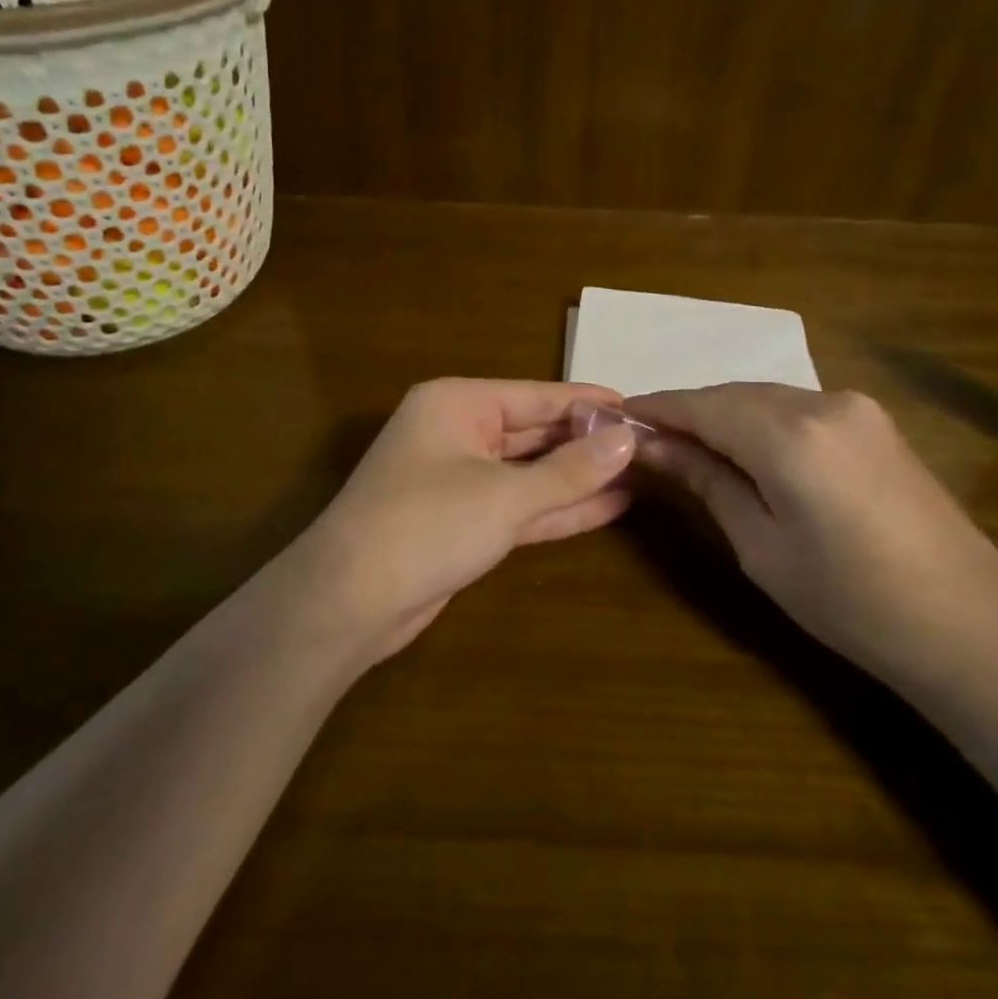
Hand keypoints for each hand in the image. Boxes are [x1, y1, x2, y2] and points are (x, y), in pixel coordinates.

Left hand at [289, 378, 640, 662]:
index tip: (639, 408)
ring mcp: (460, 480)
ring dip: (579, 477)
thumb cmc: (426, 524)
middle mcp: (457, 432)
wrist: (348, 602)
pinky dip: (559, 508)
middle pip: (535, 431)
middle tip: (649, 445)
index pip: (537, 395)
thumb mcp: (505, 495)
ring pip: (531, 472)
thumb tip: (629, 439)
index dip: (589, 403)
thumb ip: (570, 469)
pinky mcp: (463, 523)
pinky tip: (609, 506)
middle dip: (587, 442)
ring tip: (641, 474)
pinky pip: (521, 506)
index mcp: (458, 403)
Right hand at [625, 384, 997, 683]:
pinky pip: (798, 408)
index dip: (657, 408)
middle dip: (688, 413)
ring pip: (766, 398)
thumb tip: (652, 446)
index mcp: (791, 435)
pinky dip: (761, 423)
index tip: (616, 416)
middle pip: (733, 395)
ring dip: (725, 417)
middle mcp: (824, 402)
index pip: (703, 405)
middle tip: (647, 441)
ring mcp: (857, 408)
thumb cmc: (850, 602)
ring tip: (689, 449)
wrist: (969, 625)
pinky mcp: (875, 422)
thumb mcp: (761, 547)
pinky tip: (746, 451)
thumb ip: (706, 481)